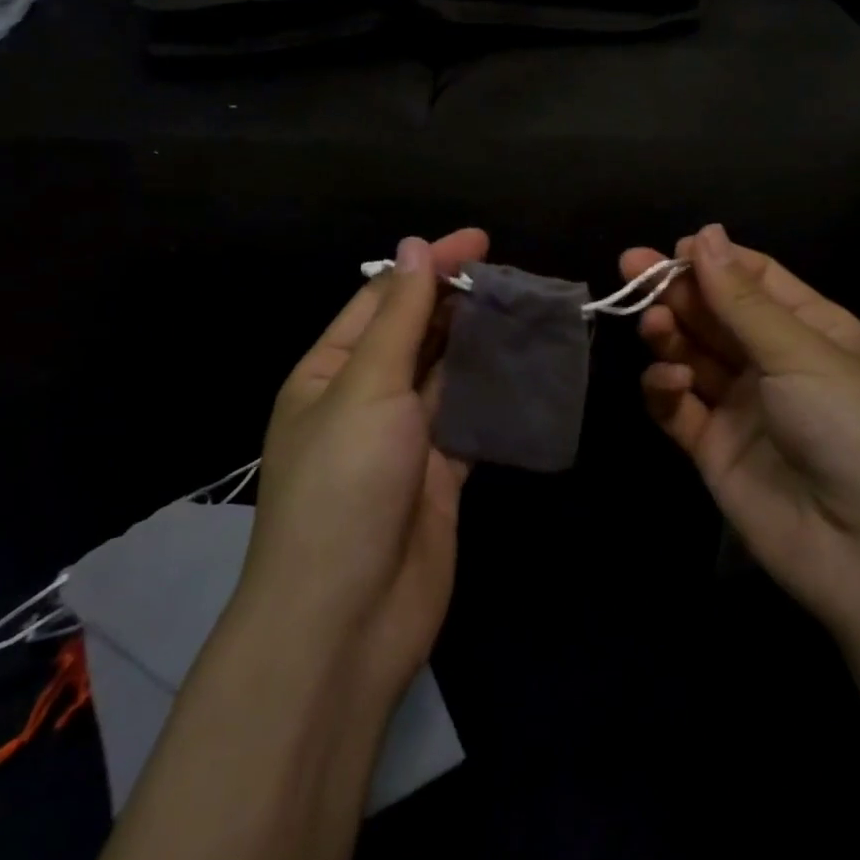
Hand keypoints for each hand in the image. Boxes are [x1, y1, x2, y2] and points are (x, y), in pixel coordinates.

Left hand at [241, 228, 488, 703]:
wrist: (347, 617)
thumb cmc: (344, 485)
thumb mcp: (366, 387)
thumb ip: (398, 318)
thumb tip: (415, 248)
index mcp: (330, 371)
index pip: (383, 300)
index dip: (428, 267)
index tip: (479, 242)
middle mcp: (365, 398)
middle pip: (417, 334)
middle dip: (458, 302)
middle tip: (515, 277)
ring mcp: (405, 438)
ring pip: (448, 374)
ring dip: (481, 344)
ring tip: (529, 312)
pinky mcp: (441, 473)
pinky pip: (471, 420)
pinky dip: (496, 395)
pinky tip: (529, 370)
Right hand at [622, 224, 859, 633]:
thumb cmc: (855, 427)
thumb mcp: (802, 353)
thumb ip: (742, 299)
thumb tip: (705, 234)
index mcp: (813, 329)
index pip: (755, 279)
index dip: (714, 261)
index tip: (673, 249)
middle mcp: (775, 363)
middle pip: (715, 314)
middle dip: (676, 290)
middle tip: (630, 268)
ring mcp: (742, 406)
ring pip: (691, 355)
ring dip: (669, 334)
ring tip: (653, 325)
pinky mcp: (713, 448)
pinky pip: (678, 407)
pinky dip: (665, 388)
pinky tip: (668, 381)